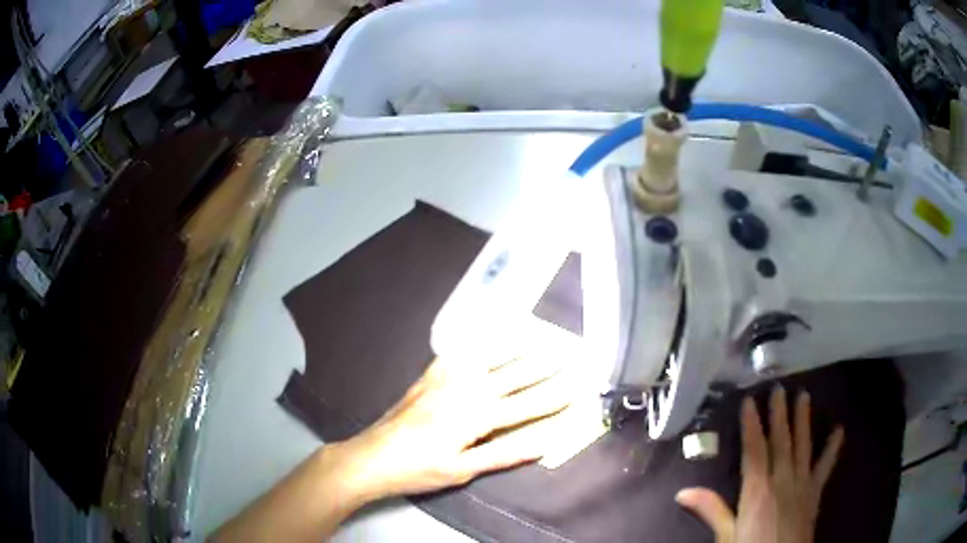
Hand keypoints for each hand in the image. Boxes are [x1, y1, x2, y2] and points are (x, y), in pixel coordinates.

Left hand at [336, 355, 573, 501]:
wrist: (372, 456)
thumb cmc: (419, 469)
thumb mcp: (463, 470)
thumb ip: (504, 454)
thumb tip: (543, 443)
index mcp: (477, 417)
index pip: (526, 405)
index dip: (554, 396)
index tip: (578, 384)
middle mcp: (465, 390)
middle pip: (512, 376)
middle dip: (543, 365)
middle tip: (567, 352)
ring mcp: (445, 380)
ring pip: (488, 358)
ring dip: (516, 348)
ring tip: (538, 336)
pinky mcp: (428, 377)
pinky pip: (457, 353)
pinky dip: (476, 343)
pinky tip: (484, 337)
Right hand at [676, 387, 844, 542]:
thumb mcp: (727, 537)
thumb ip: (711, 511)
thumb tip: (682, 491)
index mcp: (758, 490)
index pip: (754, 450)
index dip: (751, 425)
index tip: (749, 401)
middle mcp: (782, 479)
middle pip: (781, 441)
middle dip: (779, 414)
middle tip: (779, 388)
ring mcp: (802, 484)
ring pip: (803, 445)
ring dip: (803, 420)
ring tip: (804, 396)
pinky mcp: (815, 492)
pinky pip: (825, 466)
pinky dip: (832, 447)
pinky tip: (839, 429)